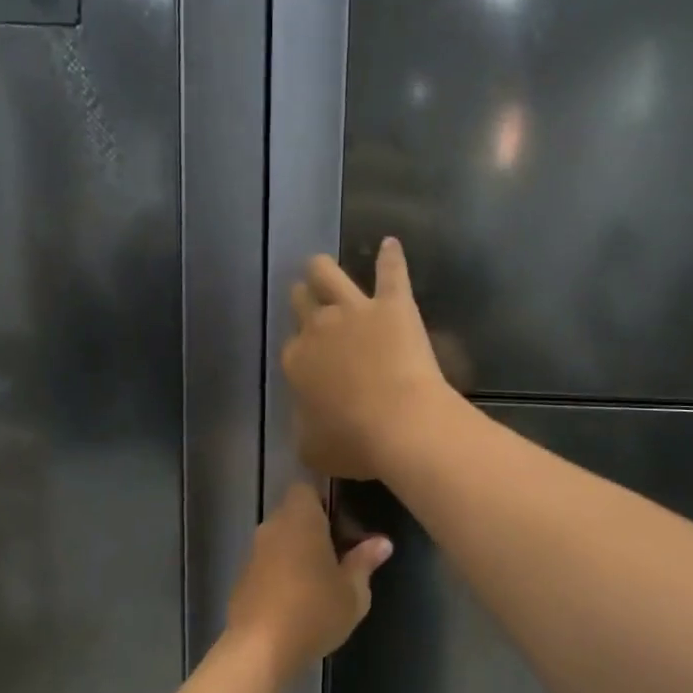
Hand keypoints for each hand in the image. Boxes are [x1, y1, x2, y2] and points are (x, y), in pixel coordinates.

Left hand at [226, 483, 391, 682]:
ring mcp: (253, 553)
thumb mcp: (353, 591)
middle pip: (294, 514)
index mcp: (300, 519)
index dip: (325, 501)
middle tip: (342, 554)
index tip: (344, 523)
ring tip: (323, 579)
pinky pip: (268, 563)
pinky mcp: (242, 579)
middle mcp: (272, 527)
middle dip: (315, 528)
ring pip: (280, 539)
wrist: (260, 649)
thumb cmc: (314, 611)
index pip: (307, 488)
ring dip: (299, 551)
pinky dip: (283, 572)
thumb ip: (365, 562)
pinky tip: (299, 599)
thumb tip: (382, 542)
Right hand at [284, 238, 453, 479]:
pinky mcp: (393, 304)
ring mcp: (355, 311)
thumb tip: (309, 422)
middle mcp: (319, 328)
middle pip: (302, 303)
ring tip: (319, 266)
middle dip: (302, 302)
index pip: (291, 349)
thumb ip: (305, 428)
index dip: (300, 354)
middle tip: (307, 305)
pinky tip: (391, 244)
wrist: (401, 425)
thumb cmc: (355, 444)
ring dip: (322, 270)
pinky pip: (391, 271)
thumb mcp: (313, 448)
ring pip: (327, 274)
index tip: (310, 363)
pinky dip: (391, 257)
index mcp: (296, 362)